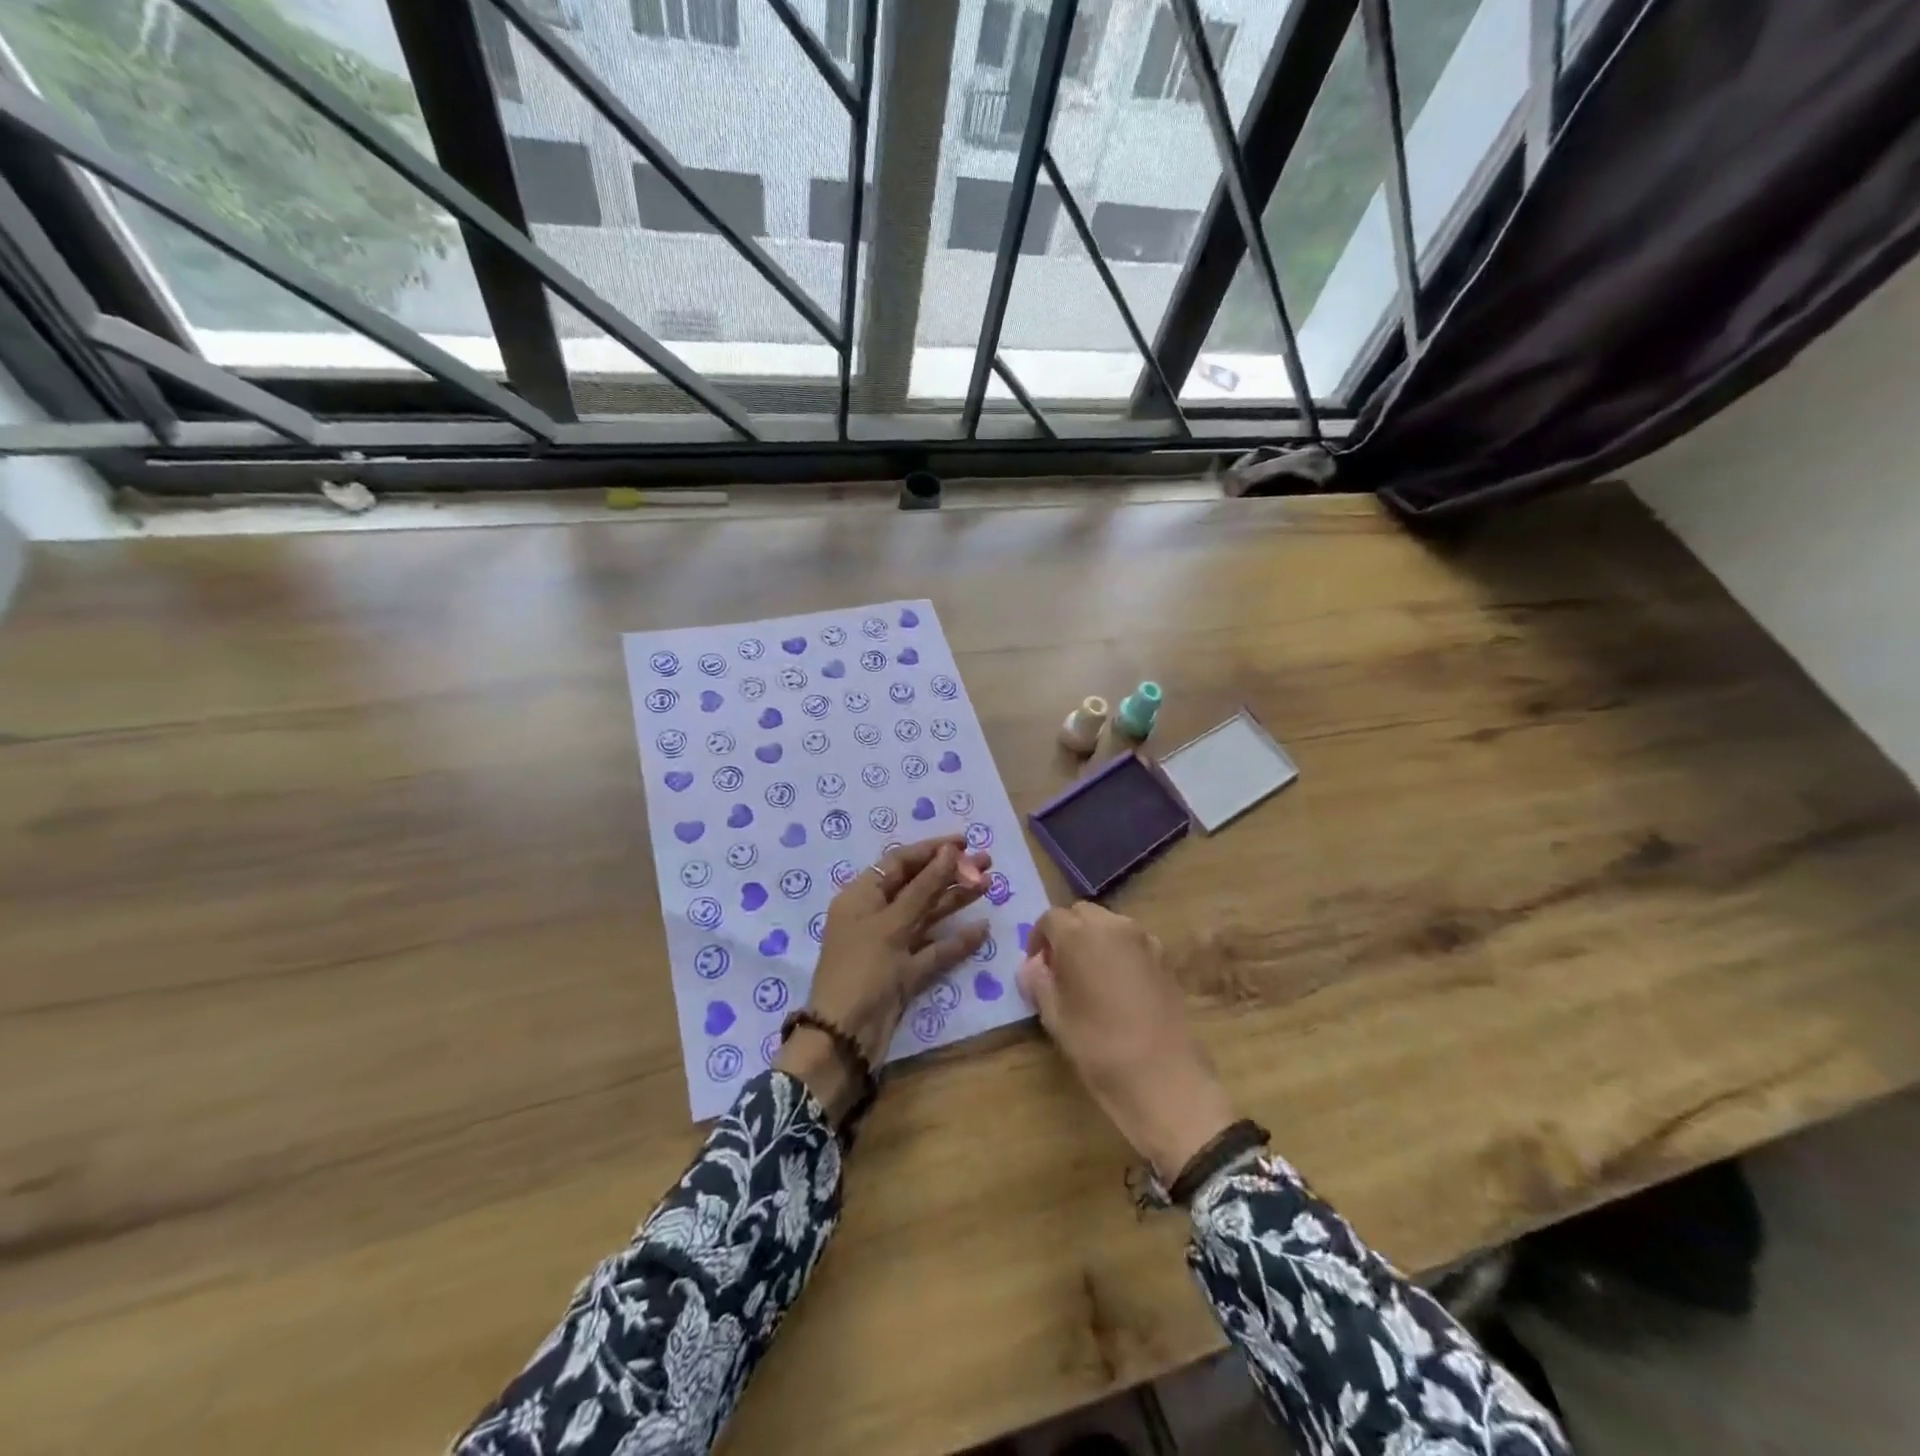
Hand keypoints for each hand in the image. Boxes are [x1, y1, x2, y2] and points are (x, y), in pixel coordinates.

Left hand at [776, 835, 990, 1120]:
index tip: (965, 842)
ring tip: (989, 885)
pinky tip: (981, 930)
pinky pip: (932, 949)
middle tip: (987, 862)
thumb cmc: (862, 969)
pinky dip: (955, 941)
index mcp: (861, 897)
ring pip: (927, 916)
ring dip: (956, 900)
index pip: (899, 862)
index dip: (931, 850)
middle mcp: (875, 916)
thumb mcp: (892, 923)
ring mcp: (890, 946)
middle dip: (950, 873)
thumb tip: (950, 852)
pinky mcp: (903, 973)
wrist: (845, 1037)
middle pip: (916, 886)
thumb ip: (923, 887)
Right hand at [1018, 903, 1237, 1180]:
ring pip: (1109, 925)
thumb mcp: (1055, 1017)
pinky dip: (1118, 953)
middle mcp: (1113, 925)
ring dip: (1094, 940)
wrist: (1164, 1077)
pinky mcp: (1165, 959)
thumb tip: (1032, 966)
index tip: (1036, 968)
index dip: (1038, 940)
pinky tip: (1117, 988)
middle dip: (1067, 933)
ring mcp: (1144, 940)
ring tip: (1089, 979)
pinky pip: (1132, 943)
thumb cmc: (1098, 1046)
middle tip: (1060, 969)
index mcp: (1079, 934)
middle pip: (1081, 914)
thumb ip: (1039, 982)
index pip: (1049, 919)